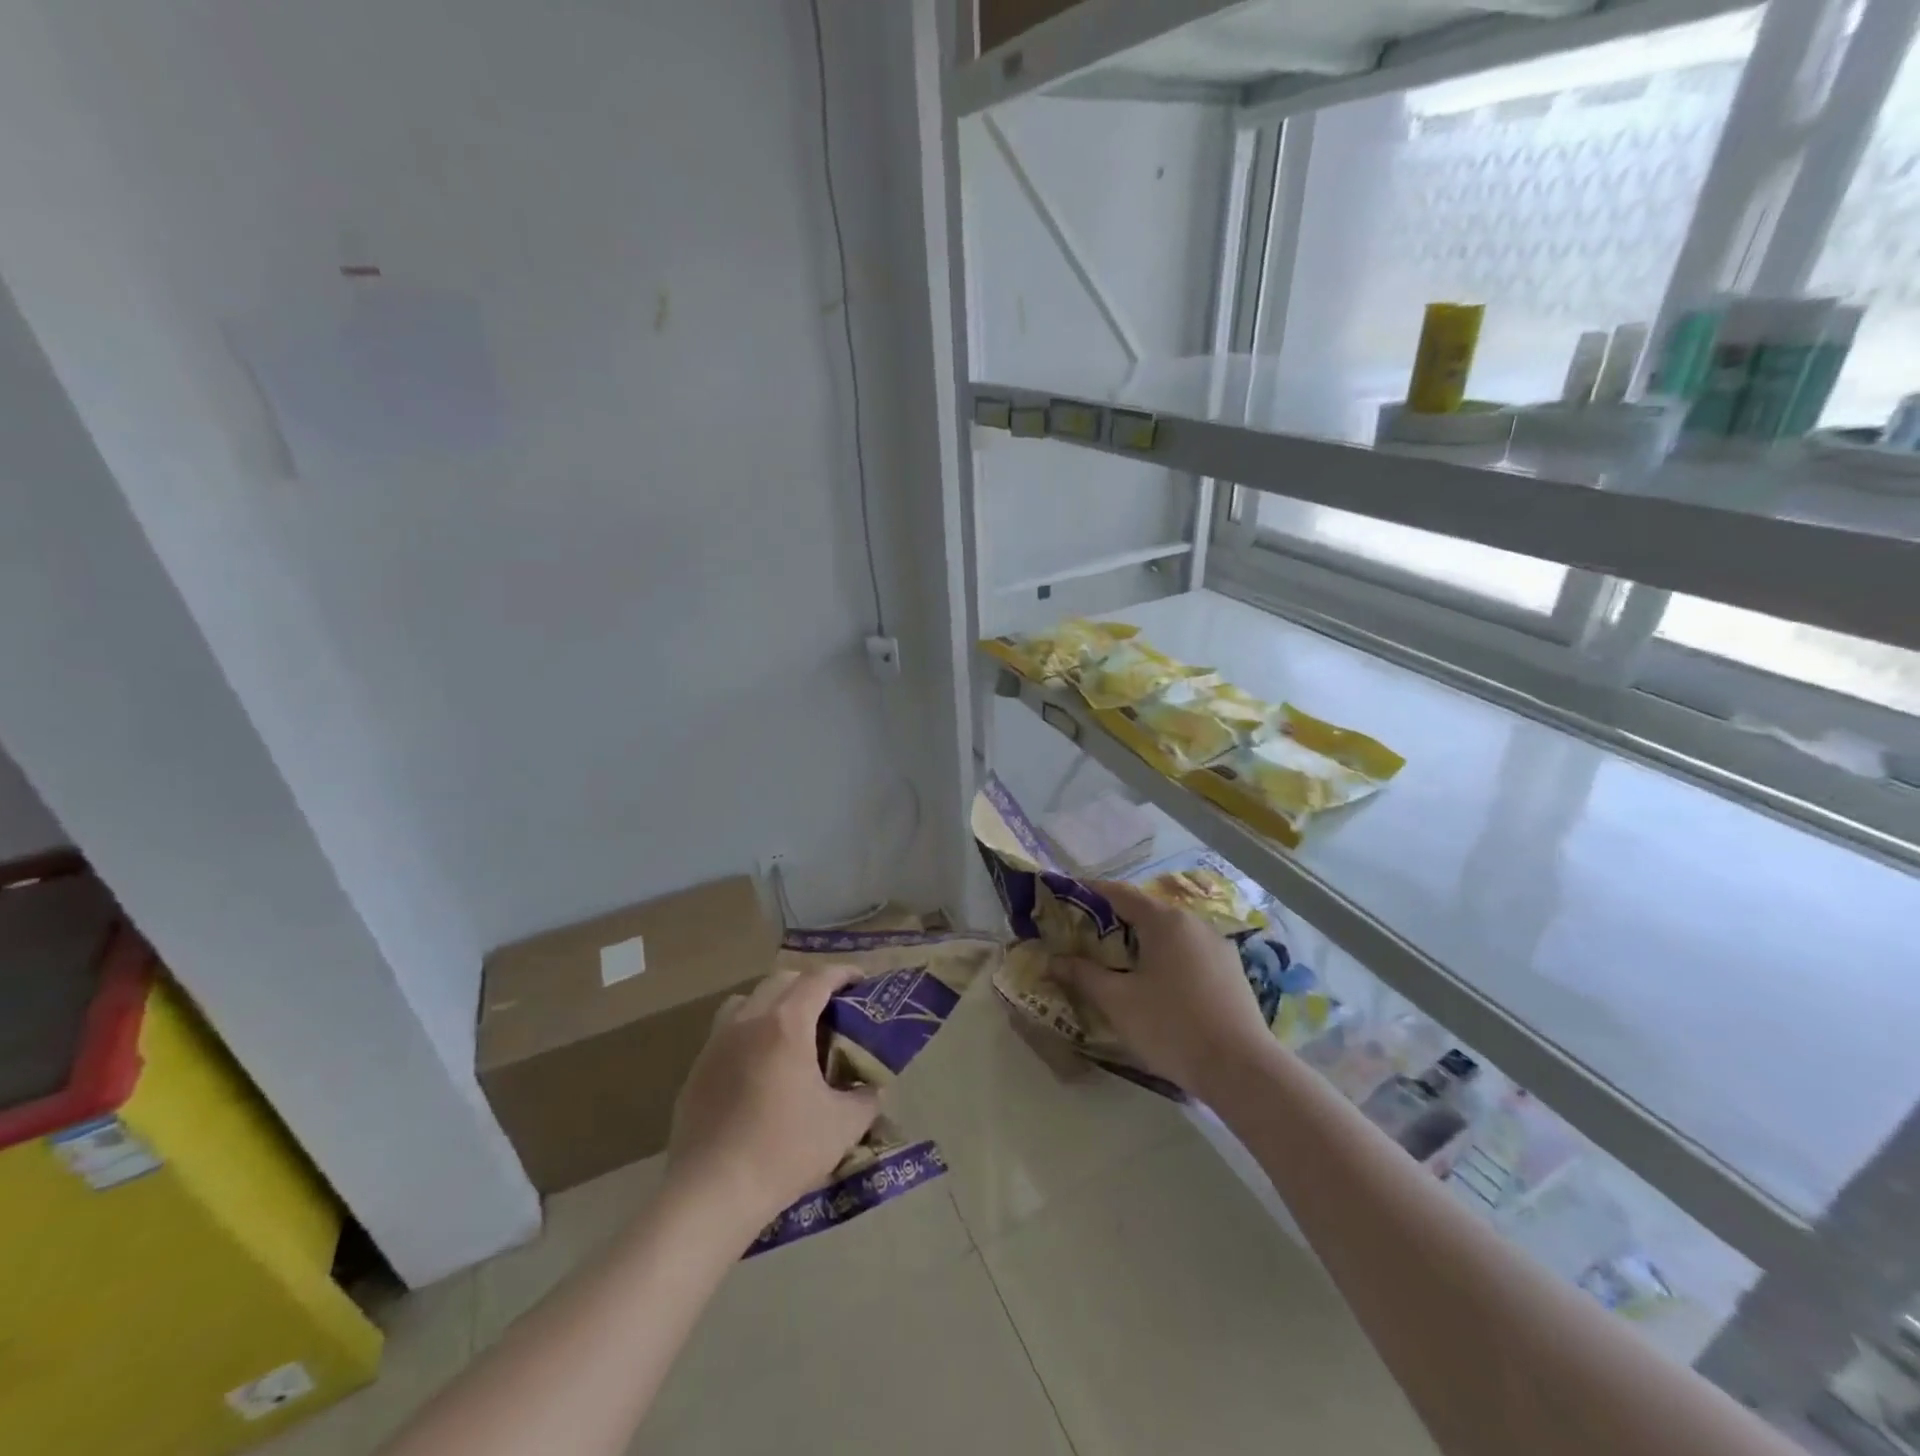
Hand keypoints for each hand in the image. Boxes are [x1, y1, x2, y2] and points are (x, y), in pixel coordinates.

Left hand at [667, 965, 879, 1233]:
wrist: (711, 1195)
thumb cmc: (783, 1152)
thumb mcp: (843, 1126)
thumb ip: (866, 1097)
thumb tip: (872, 1087)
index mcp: (786, 1024)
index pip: (818, 979)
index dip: (843, 973)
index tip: (860, 980)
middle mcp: (748, 1021)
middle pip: (781, 980)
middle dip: (809, 984)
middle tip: (830, 1006)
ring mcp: (716, 1044)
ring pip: (747, 1000)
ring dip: (773, 1002)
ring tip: (790, 1030)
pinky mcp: (696, 1071)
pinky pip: (726, 1033)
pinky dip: (748, 1033)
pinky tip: (758, 1069)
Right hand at [1053, 880, 1273, 1097]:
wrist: (1242, 1070)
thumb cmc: (1172, 1026)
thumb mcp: (1118, 1001)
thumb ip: (1083, 975)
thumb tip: (1053, 960)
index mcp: (1165, 921)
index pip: (1119, 893)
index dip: (1089, 891)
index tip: (1065, 894)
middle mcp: (1193, 923)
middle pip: (1145, 911)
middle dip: (1113, 920)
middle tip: (1083, 935)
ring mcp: (1217, 946)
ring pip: (1169, 934)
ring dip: (1140, 941)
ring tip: (1115, 960)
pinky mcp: (1231, 971)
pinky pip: (1188, 953)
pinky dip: (1164, 957)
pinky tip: (1155, 983)